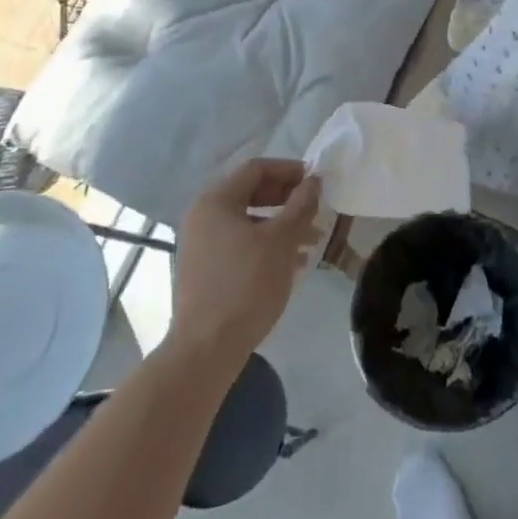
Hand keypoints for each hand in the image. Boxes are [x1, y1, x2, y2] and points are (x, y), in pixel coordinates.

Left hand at [170, 159, 321, 361]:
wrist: (206, 350)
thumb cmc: (246, 285)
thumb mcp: (281, 241)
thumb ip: (300, 205)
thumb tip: (314, 181)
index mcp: (215, 201)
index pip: (256, 169)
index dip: (289, 170)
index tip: (317, 182)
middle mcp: (202, 217)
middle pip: (251, 193)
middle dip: (287, 199)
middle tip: (315, 209)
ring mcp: (200, 245)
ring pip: (248, 221)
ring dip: (281, 224)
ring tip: (312, 240)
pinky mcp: (204, 270)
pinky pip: (240, 244)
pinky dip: (266, 245)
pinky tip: (292, 263)